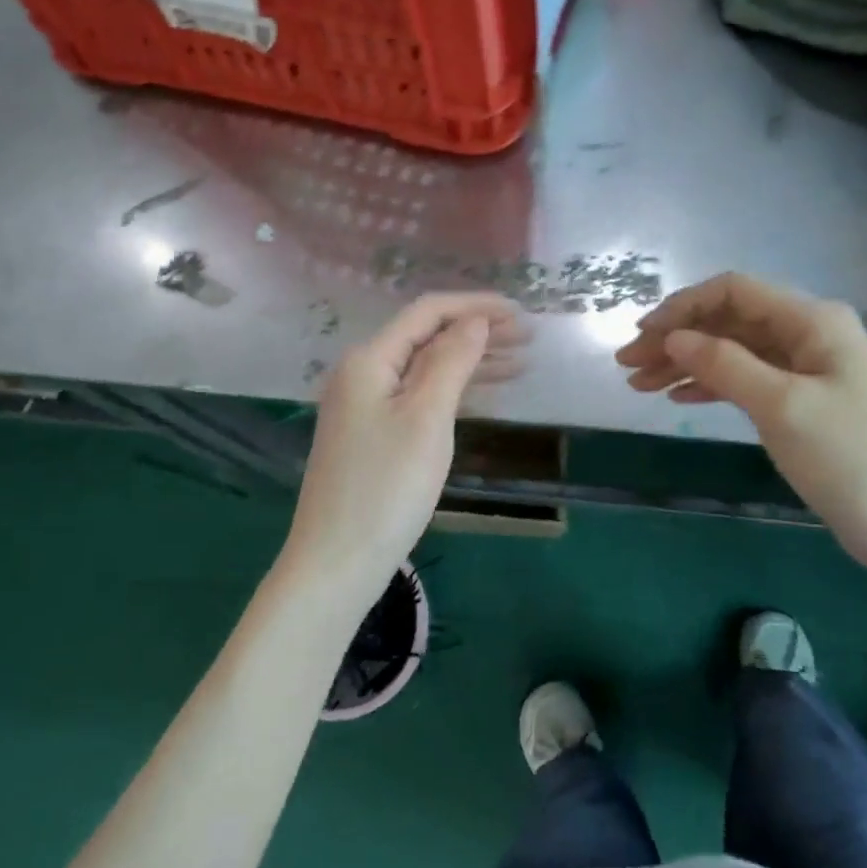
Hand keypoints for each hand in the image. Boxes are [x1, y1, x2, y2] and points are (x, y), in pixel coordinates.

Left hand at [280, 293, 525, 610]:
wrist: (338, 560)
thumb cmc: (386, 487)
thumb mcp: (426, 418)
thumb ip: (451, 362)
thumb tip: (474, 321)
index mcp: (369, 360)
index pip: (427, 312)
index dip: (475, 306)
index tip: (520, 313)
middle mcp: (362, 374)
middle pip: (426, 338)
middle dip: (477, 332)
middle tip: (528, 338)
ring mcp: (365, 406)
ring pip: (425, 369)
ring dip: (470, 362)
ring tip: (520, 363)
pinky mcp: (373, 435)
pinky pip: (418, 397)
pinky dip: (453, 392)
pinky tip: (484, 395)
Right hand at [615, 272, 866, 574]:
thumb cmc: (851, 460)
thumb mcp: (782, 406)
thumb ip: (725, 364)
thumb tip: (674, 336)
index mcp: (812, 321)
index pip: (733, 291)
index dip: (682, 307)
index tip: (641, 334)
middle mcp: (808, 335)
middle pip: (728, 321)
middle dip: (676, 338)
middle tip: (628, 366)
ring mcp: (806, 370)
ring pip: (732, 352)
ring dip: (686, 363)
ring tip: (639, 385)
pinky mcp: (801, 403)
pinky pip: (746, 380)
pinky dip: (710, 385)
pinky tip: (678, 397)